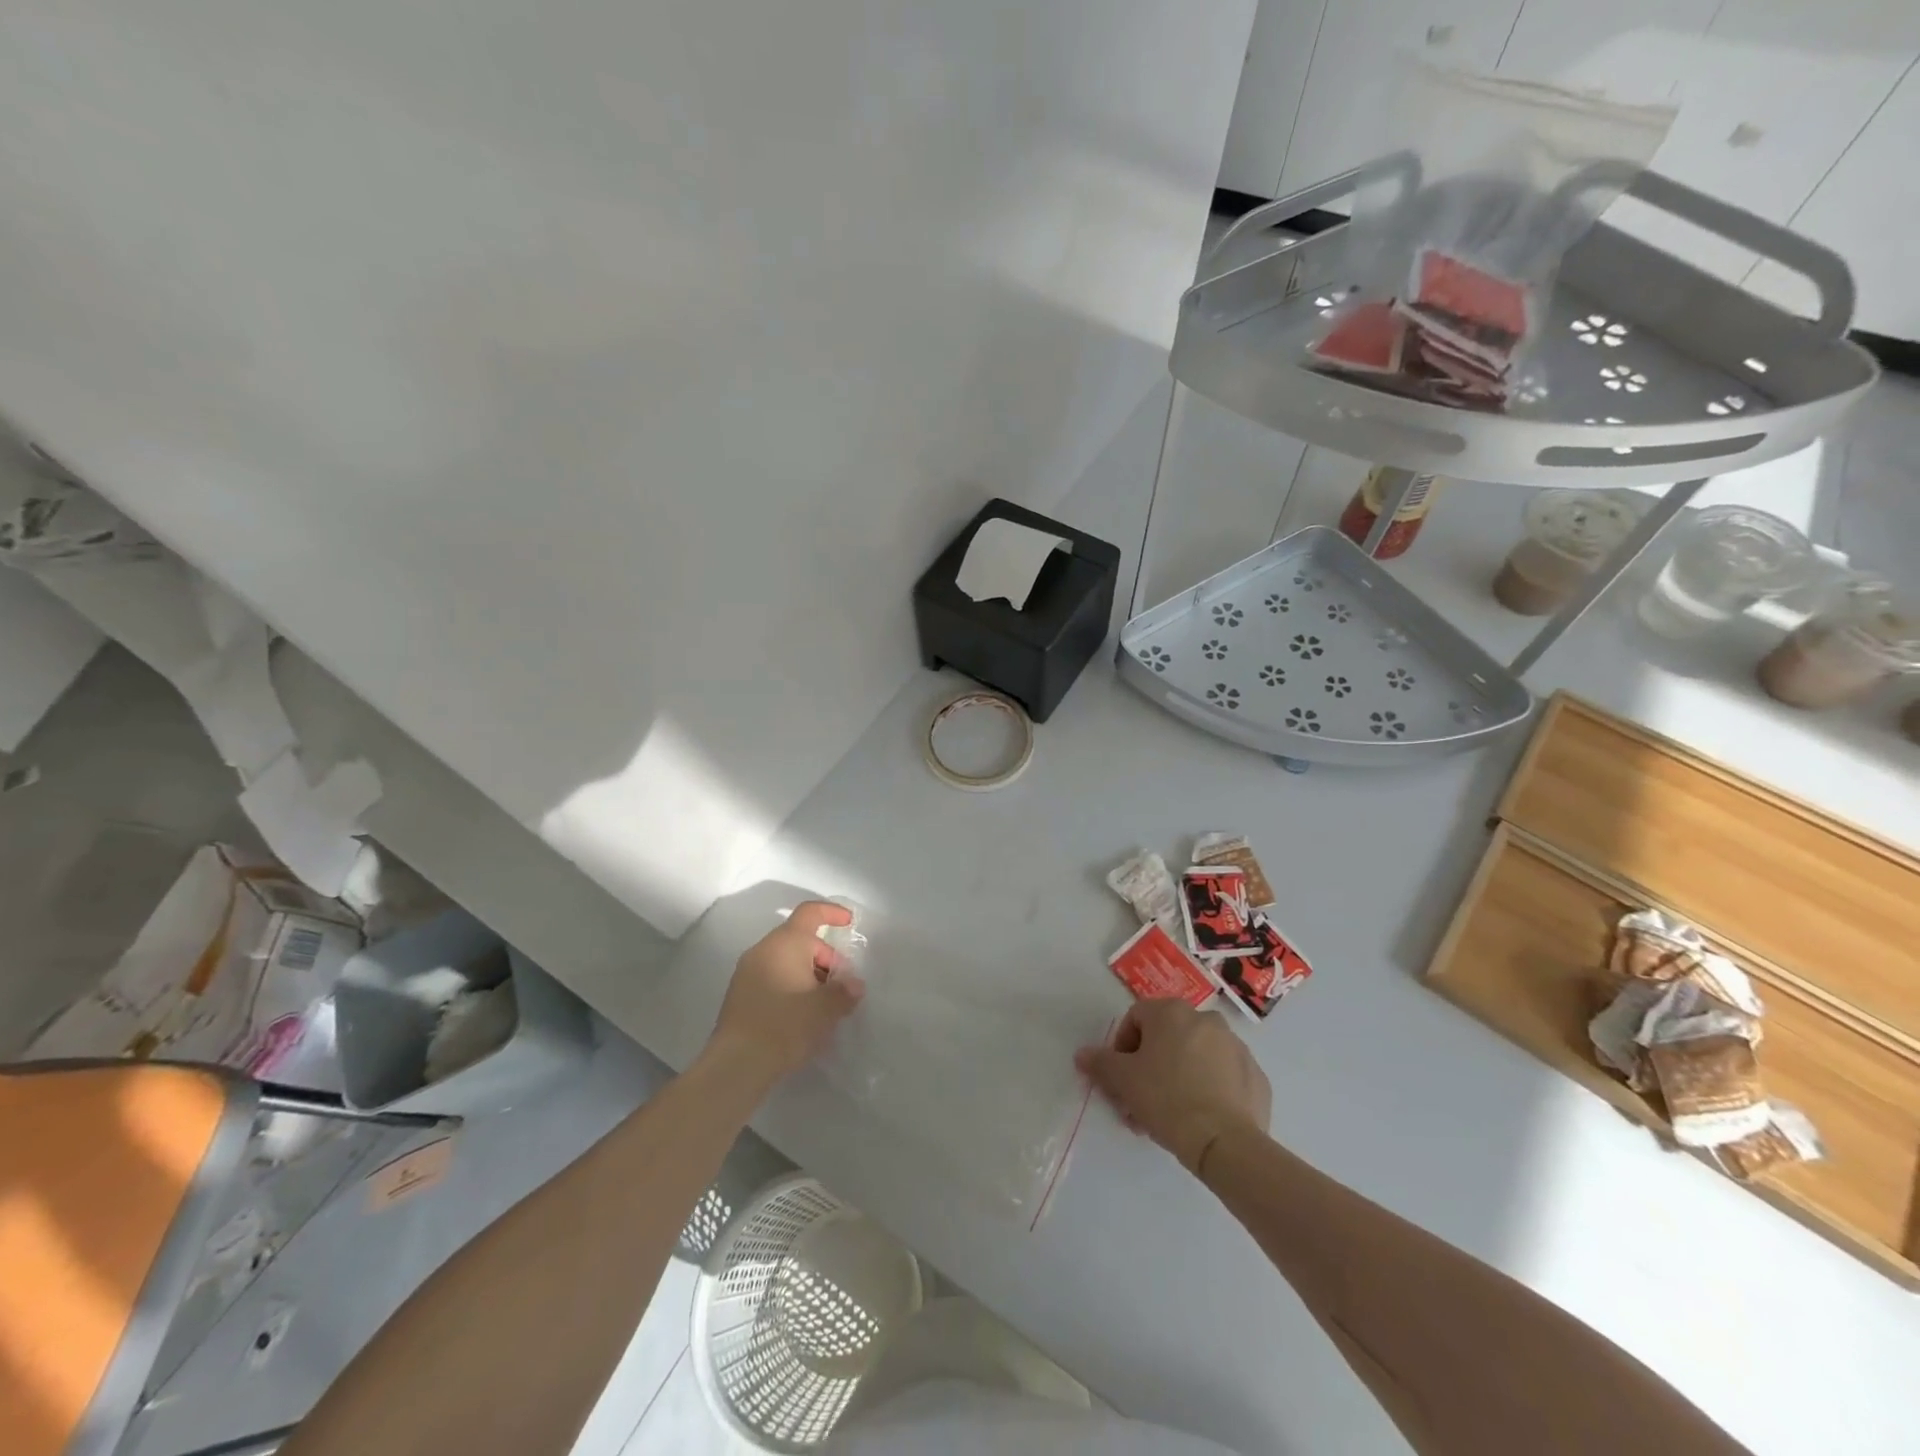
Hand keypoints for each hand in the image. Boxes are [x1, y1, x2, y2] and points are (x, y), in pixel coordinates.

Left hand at [709, 901, 865, 1086]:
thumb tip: (853, 985)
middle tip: (841, 988)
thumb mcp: (826, 1008)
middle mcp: (763, 950)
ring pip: (786, 961)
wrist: (737, 1064)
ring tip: (823, 1006)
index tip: (849, 923)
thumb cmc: (786, 1025)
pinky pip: (772, 978)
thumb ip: (845, 991)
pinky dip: (791, 987)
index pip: (810, 912)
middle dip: (825, 958)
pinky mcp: (739, 996)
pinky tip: (801, 1017)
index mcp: (786, 943)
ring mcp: (747, 972)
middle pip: (800, 941)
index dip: (832, 913)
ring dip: (808, 975)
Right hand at [1075, 998, 1270, 1174]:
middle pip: (1167, 1038)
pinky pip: (1223, 1077)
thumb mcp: (1123, 1080)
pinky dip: (1209, 1090)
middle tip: (1140, 1101)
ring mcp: (1236, 1047)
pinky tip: (1200, 1118)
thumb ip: (1100, 1062)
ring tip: (1168, 1116)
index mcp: (1172, 1012)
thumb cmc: (1166, 1099)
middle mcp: (1206, 1019)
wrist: (1225, 1142)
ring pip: (1196, 1056)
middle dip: (1150, 1067)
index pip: (1136, 1018)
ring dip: (1178, 1077)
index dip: (1122, 1047)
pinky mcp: (1256, 1076)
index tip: (1120, 1078)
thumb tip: (1082, 1054)